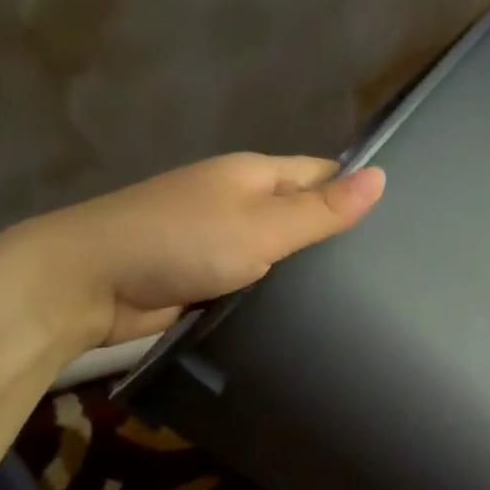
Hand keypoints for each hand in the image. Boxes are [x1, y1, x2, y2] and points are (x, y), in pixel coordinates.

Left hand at [16, 153, 385, 347]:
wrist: (87, 284)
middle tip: (392, 271)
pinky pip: (256, 280)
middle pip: (302, 213)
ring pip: (280, 251)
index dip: (358, 191)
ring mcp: (220, 239)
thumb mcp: (261, 227)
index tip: (402, 224)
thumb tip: (382, 178)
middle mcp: (240, 201)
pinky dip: (278, 293)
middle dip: (337, 237)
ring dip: (309, 271)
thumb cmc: (179, 243)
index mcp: (255, 175)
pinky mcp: (206, 276)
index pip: (322, 174)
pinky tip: (310, 315)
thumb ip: (320, 210)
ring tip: (364, 298)